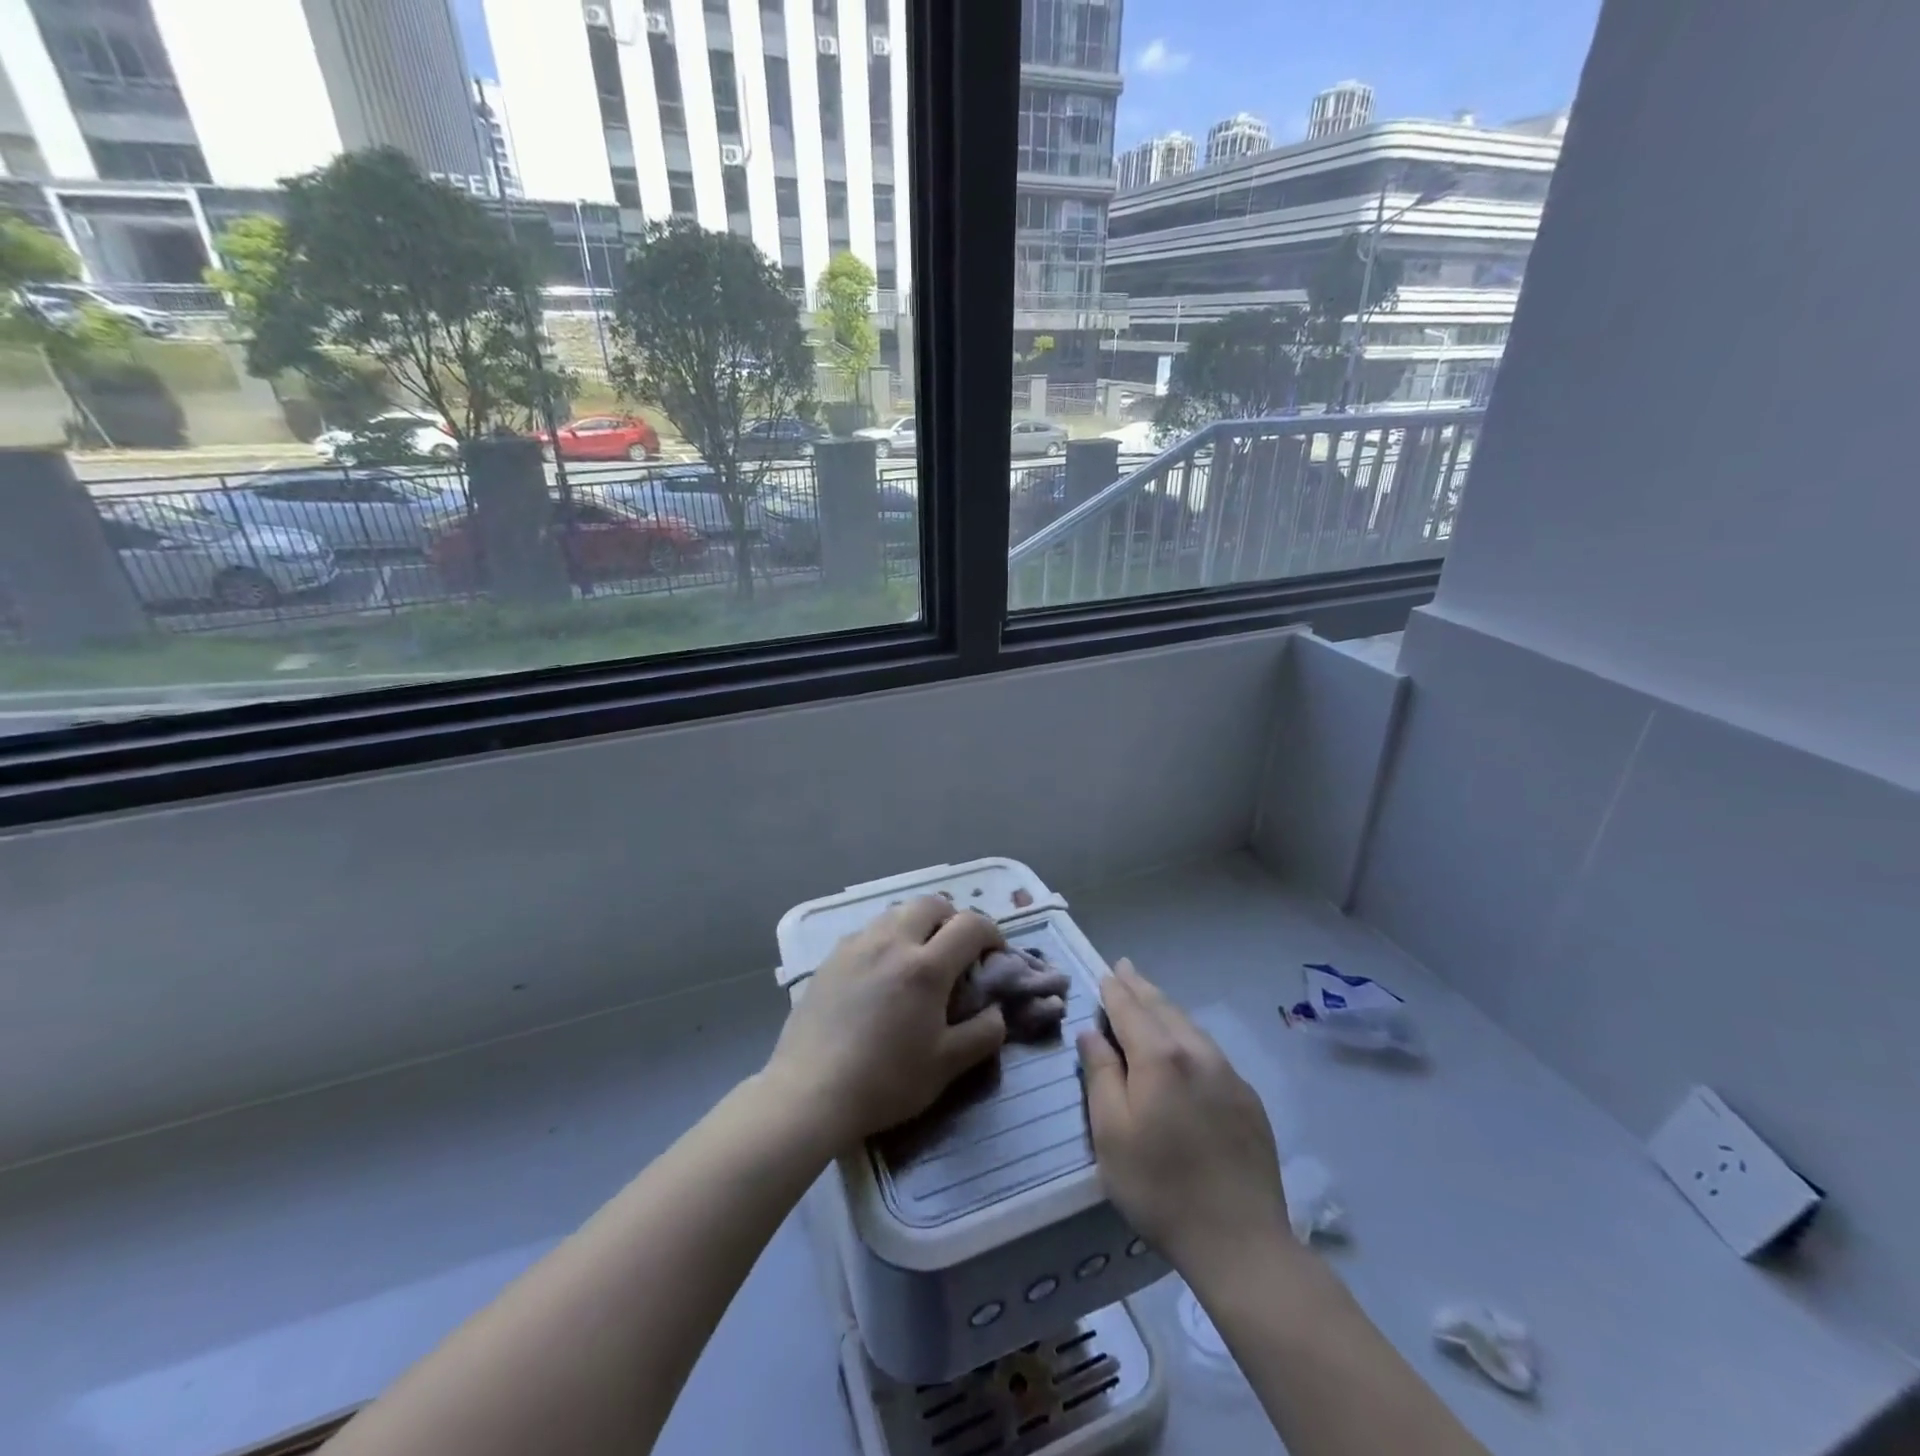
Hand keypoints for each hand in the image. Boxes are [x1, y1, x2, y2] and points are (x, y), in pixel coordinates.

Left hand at [765, 896, 1008, 1151]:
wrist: (810, 1092)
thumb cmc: (885, 1081)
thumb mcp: (946, 1066)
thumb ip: (983, 1034)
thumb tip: (996, 1011)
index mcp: (926, 967)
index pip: (970, 925)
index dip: (991, 933)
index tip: (994, 954)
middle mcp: (891, 942)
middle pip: (931, 903)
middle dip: (952, 918)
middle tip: (956, 950)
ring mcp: (856, 946)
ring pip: (896, 912)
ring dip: (917, 924)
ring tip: (918, 959)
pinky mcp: (830, 958)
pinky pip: (868, 931)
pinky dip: (886, 939)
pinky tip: (881, 973)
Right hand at [1077, 960, 1291, 1272]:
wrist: (1241, 1241)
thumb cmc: (1160, 1188)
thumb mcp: (1111, 1134)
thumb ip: (1100, 1075)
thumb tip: (1092, 1034)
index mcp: (1159, 1057)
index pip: (1130, 1009)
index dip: (1115, 990)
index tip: (1105, 972)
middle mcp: (1197, 1053)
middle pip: (1164, 1008)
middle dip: (1141, 987)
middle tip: (1125, 967)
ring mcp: (1229, 1074)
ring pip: (1190, 1026)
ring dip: (1166, 1007)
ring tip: (1150, 996)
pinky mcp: (1249, 1098)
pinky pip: (1210, 1051)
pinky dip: (1188, 1034)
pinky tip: (1184, 1044)